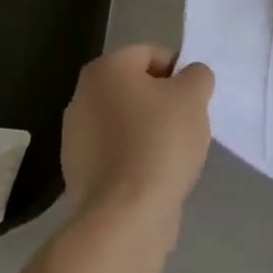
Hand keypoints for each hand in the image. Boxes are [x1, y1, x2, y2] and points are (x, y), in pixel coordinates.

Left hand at [61, 45, 214, 227]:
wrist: (125, 218)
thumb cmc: (159, 142)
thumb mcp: (194, 95)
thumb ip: (197, 75)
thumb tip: (189, 79)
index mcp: (104, 70)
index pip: (151, 54)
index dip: (179, 72)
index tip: (194, 98)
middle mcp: (82, 98)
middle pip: (137, 89)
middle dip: (164, 103)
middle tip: (188, 123)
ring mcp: (76, 140)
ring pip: (127, 123)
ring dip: (150, 132)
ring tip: (173, 155)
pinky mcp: (79, 176)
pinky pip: (117, 155)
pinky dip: (136, 160)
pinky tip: (155, 177)